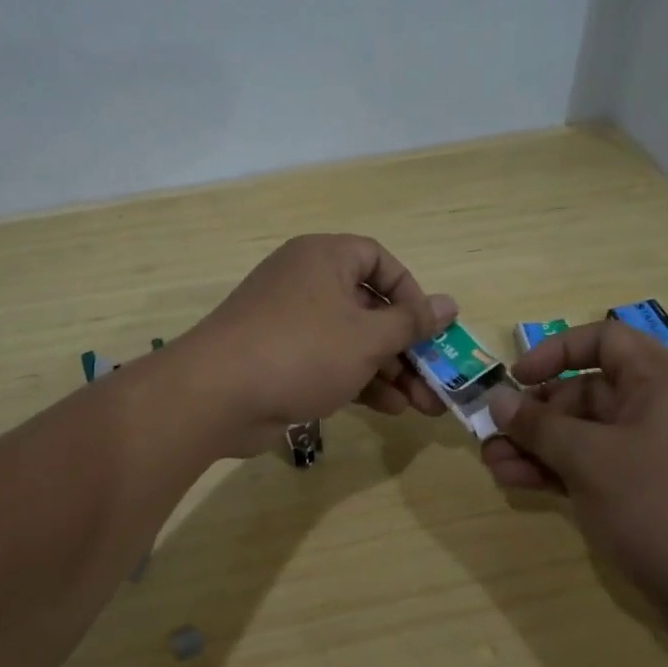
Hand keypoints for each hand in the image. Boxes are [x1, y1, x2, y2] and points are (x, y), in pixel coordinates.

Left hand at [178, 235, 455, 457]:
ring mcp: (290, 323)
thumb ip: (411, 323)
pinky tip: (389, 408)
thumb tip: (450, 304)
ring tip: (423, 405)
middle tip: (437, 380)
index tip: (429, 327)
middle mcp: (306, 283)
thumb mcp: (367, 337)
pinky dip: (359, 381)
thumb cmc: (302, 350)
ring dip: (390, 371)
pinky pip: (329, 362)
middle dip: (407, 348)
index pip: (379, 260)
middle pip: (369, 308)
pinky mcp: (280, 359)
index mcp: (324, 258)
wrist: (217, 395)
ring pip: (352, 341)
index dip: (409, 292)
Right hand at [481, 322, 667, 640]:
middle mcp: (661, 409)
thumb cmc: (666, 508)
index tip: (516, 379)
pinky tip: (519, 484)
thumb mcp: (592, 461)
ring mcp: (656, 456)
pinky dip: (560, 473)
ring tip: (494, 467)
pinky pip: (597, 469)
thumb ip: (540, 426)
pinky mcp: (650, 495)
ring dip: (538, 448)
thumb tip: (498, 398)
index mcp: (662, 381)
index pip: (604, 341)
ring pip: (586, 437)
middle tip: (491, 438)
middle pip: (587, 393)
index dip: (555, 352)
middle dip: (535, 414)